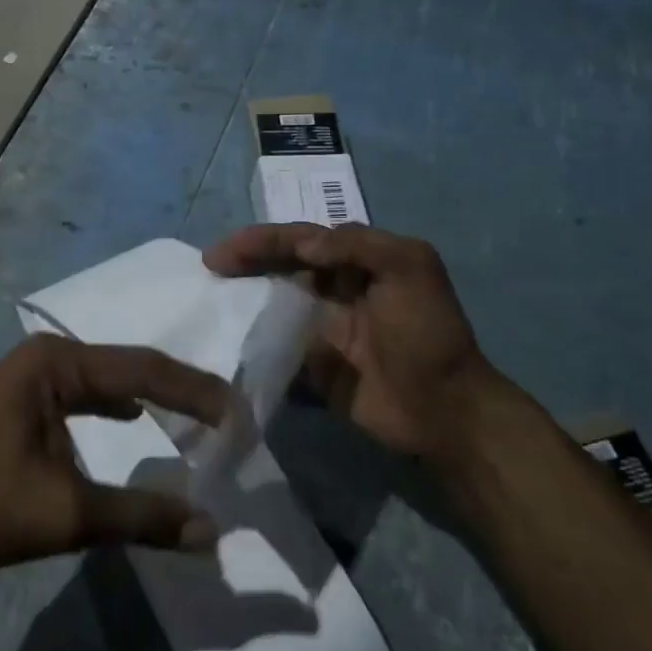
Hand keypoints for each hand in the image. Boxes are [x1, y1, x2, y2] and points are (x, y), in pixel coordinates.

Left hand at [0, 335, 229, 571]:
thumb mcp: (69, 513)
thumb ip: (142, 516)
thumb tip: (211, 529)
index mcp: (56, 363)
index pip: (143, 369)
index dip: (194, 392)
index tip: (238, 413)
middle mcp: (45, 357)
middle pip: (126, 368)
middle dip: (176, 392)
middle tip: (225, 416)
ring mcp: (28, 378)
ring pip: (105, 381)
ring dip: (147, 399)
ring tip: (192, 417)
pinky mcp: (20, 402)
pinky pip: (82, 397)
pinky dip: (114, 409)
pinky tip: (130, 421)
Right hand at [204, 223, 492, 457]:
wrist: (443, 410)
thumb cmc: (426, 332)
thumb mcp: (408, 268)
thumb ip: (357, 244)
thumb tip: (302, 244)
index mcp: (356, 262)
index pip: (299, 240)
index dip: (260, 240)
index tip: (222, 252)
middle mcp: (333, 290)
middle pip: (279, 267)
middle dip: (244, 263)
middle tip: (208, 269)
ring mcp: (320, 329)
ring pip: (271, 305)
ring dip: (242, 300)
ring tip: (207, 301)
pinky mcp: (311, 366)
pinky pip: (274, 349)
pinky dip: (251, 344)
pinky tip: (224, 344)